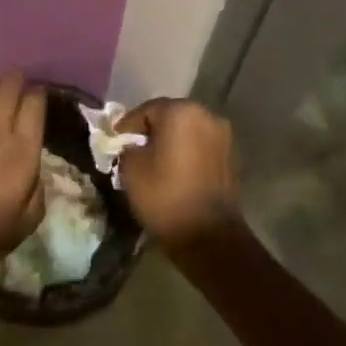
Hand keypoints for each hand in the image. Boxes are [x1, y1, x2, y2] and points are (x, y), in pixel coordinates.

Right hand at [116, 98, 238, 246]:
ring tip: (154, 162)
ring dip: (170, 142)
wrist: (208, 235)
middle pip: (169, 117)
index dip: (127, 126)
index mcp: (180, 111)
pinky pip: (200, 147)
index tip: (114, 142)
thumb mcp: (131, 169)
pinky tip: (174, 171)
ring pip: (187, 131)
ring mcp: (222, 135)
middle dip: (150, 131)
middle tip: (133, 150)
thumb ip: (127, 148)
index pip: (146, 110)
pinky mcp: (231, 156)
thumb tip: (132, 145)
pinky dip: (187, 153)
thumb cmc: (165, 196)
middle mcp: (206, 115)